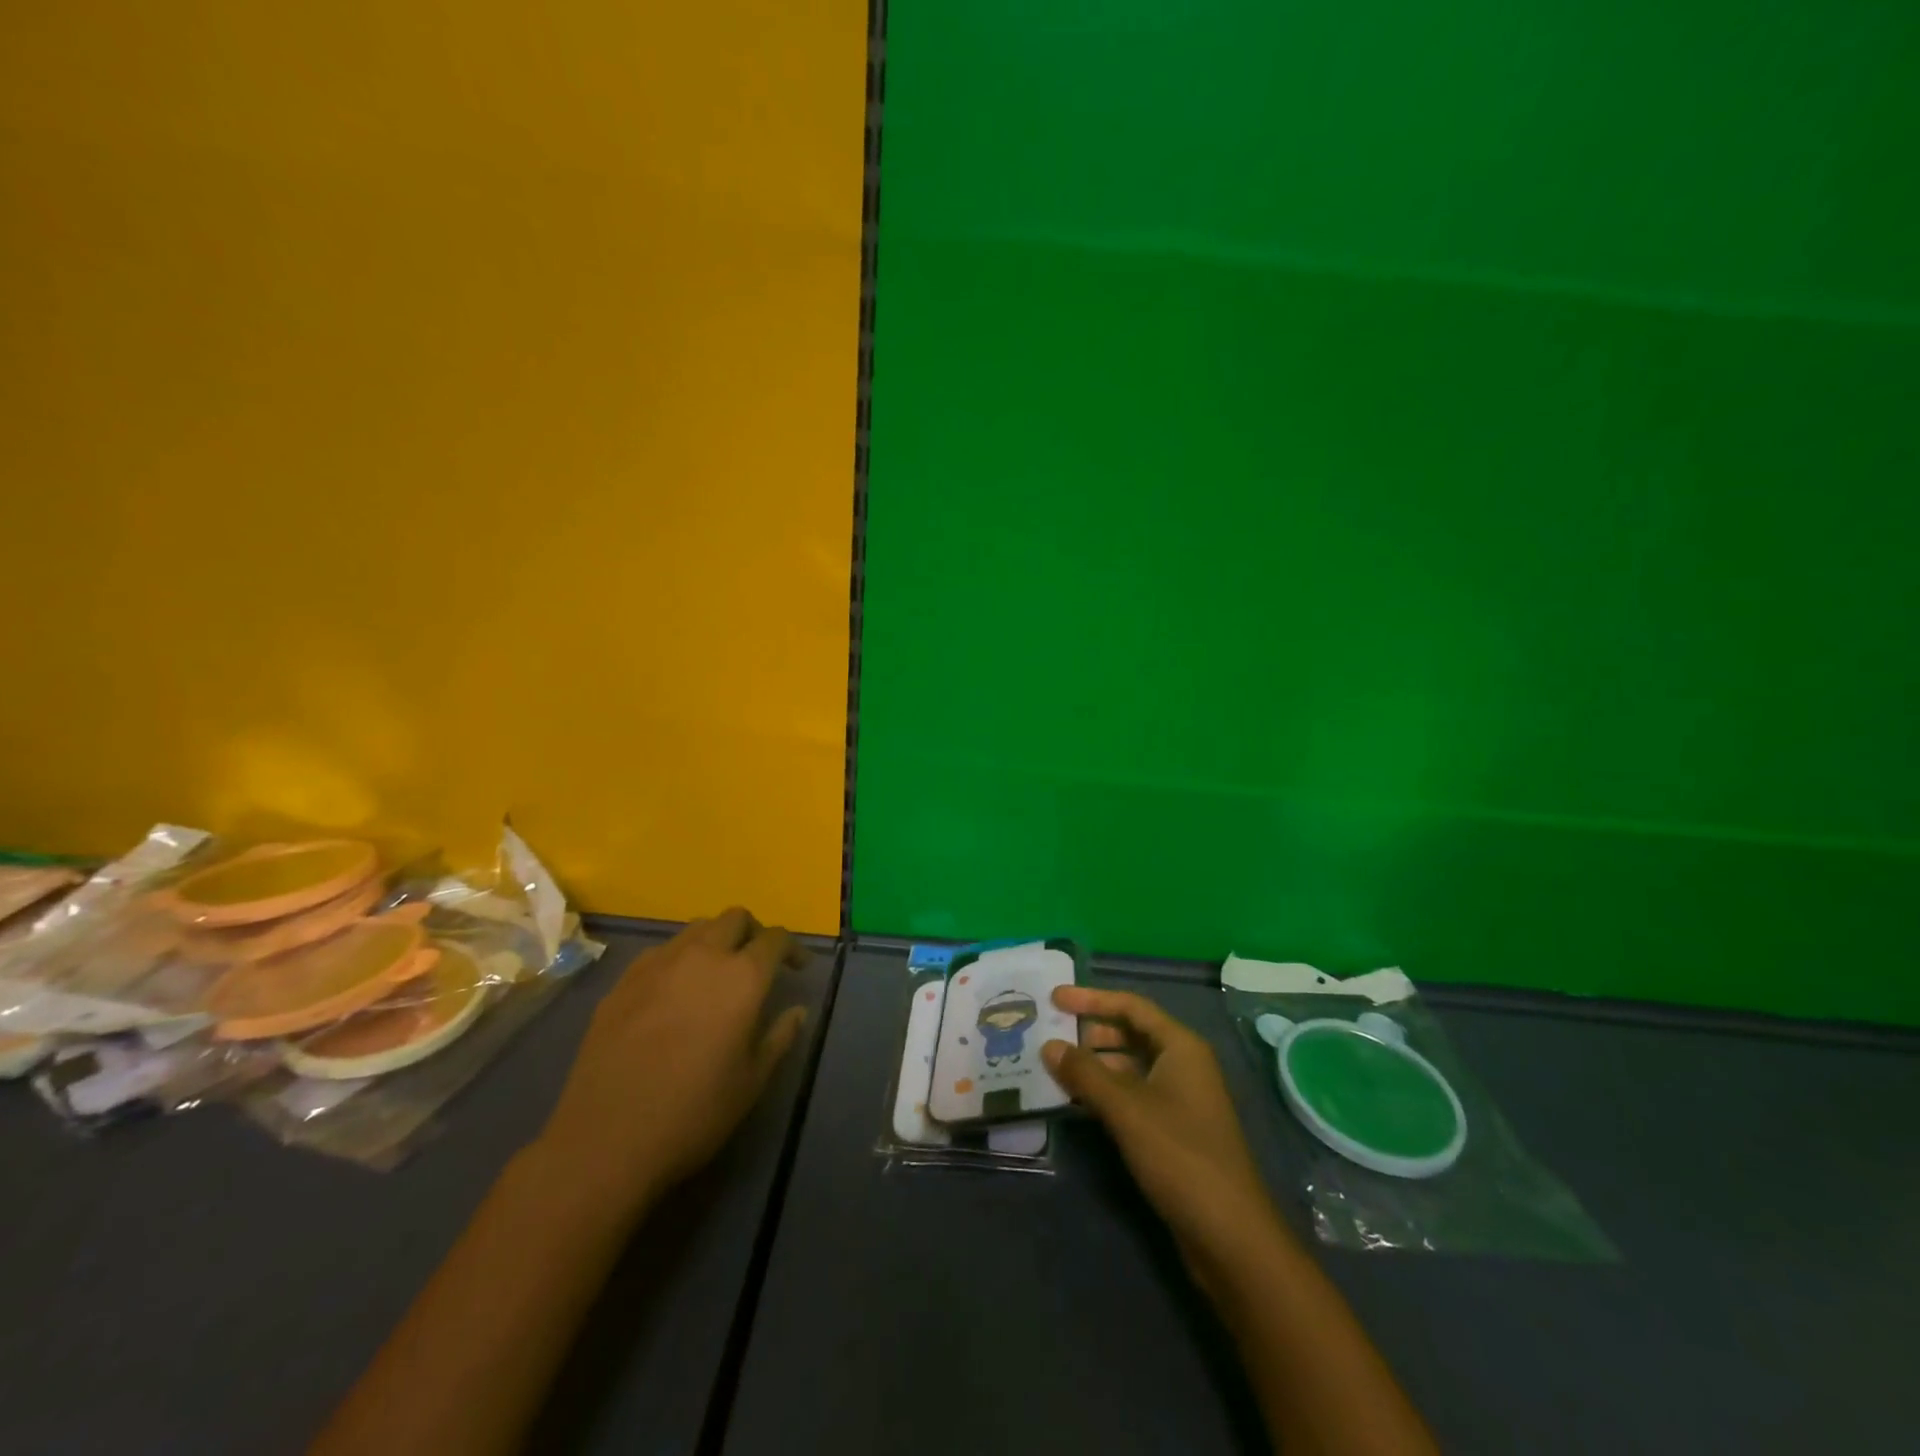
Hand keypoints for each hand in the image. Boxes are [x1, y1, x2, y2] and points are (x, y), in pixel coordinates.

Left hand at [535, 909, 808, 1210]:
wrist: (604, 1140)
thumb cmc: (693, 1113)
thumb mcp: (752, 1082)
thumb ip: (779, 1037)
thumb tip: (796, 1011)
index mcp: (742, 977)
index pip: (775, 939)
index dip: (792, 948)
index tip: (798, 967)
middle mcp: (702, 956)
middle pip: (735, 918)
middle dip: (753, 932)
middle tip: (758, 962)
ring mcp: (657, 964)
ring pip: (696, 928)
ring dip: (716, 940)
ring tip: (716, 973)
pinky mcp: (623, 981)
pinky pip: (661, 952)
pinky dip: (679, 958)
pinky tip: (674, 992)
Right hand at [1044, 987, 1286, 1290]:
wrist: (1229, 1235)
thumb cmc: (1179, 1155)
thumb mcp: (1126, 1109)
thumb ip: (1085, 1073)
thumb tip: (1049, 1045)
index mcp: (1181, 1047)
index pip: (1131, 1006)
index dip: (1091, 999)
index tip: (1054, 997)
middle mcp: (1183, 1064)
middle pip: (1131, 1033)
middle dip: (1091, 1031)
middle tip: (1051, 1033)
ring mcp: (1181, 1098)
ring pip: (1131, 1066)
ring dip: (1095, 1064)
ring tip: (1056, 1067)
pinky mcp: (1174, 1130)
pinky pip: (1134, 1095)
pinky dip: (1106, 1092)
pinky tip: (1077, 1101)